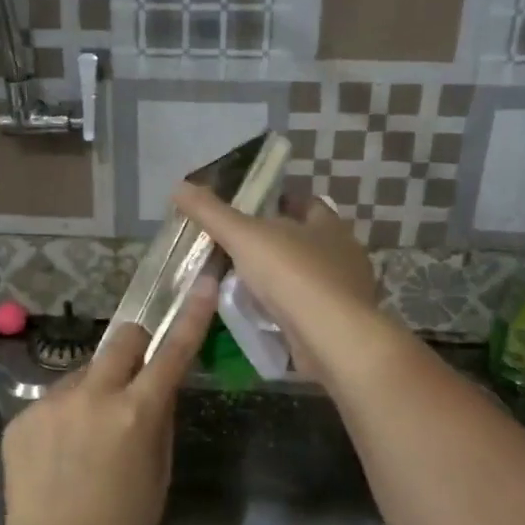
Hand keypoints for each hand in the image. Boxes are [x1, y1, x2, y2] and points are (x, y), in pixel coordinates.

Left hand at [0, 279, 216, 524]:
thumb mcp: (159, 475)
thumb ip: (159, 421)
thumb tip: (157, 390)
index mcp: (136, 412)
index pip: (172, 351)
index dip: (191, 315)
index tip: (202, 283)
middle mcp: (93, 395)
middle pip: (122, 339)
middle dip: (136, 347)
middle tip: (135, 377)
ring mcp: (51, 403)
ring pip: (84, 372)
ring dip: (95, 390)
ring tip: (86, 437)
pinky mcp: (21, 416)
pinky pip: (53, 400)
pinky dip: (64, 416)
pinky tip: (58, 454)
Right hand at [171, 183, 389, 387]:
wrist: (330, 338)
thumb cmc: (292, 275)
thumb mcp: (244, 237)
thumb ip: (212, 213)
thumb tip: (179, 186)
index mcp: (328, 225)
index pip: (306, 204)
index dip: (280, 203)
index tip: (251, 210)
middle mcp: (344, 254)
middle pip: (307, 241)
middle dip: (277, 244)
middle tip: (239, 249)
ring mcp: (345, 292)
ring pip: (307, 277)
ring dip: (281, 280)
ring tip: (244, 285)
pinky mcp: (340, 325)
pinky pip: (308, 310)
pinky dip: (287, 310)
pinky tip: (263, 316)